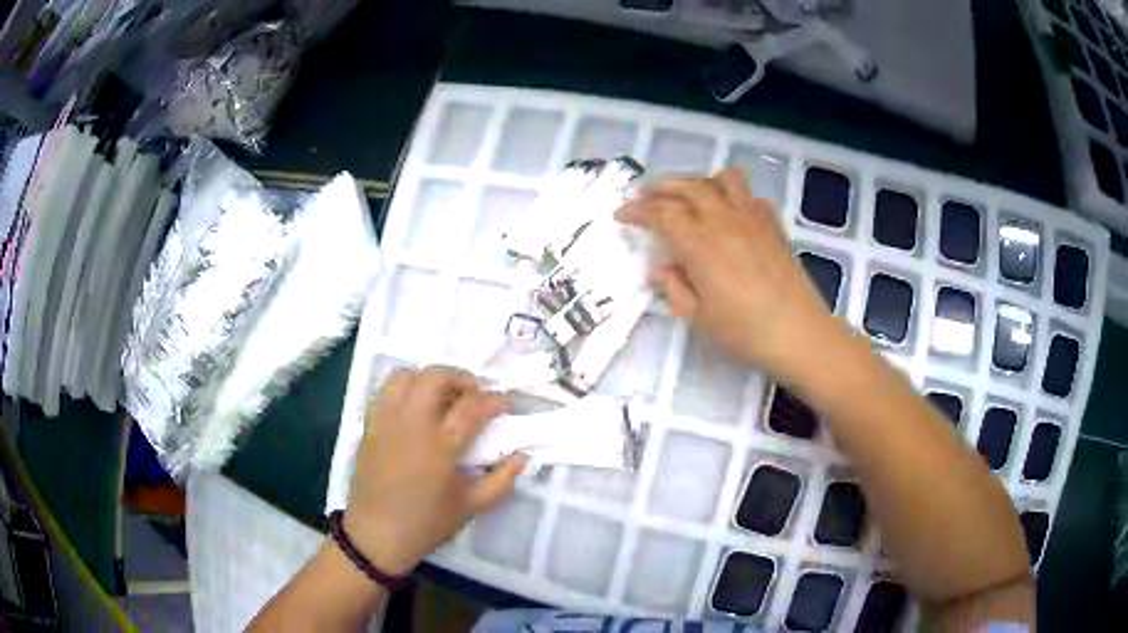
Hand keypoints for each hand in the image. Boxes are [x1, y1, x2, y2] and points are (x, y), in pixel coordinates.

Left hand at [343, 366, 527, 574]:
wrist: (377, 534)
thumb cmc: (427, 522)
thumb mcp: (471, 506)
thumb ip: (502, 480)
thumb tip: (522, 457)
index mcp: (440, 446)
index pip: (472, 406)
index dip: (494, 399)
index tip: (505, 403)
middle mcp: (412, 424)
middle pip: (436, 377)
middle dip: (462, 377)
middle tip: (475, 395)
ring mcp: (387, 421)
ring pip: (406, 376)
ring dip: (430, 378)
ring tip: (444, 397)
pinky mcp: (370, 425)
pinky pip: (386, 391)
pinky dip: (406, 389)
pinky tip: (417, 409)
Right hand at [616, 169, 839, 376]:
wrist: (799, 333)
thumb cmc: (745, 332)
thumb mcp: (700, 318)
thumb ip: (675, 289)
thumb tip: (661, 268)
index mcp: (700, 244)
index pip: (661, 215)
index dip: (637, 211)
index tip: (621, 214)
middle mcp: (724, 221)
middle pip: (688, 189)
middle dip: (661, 188)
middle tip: (644, 195)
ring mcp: (752, 218)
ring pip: (721, 181)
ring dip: (698, 182)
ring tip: (687, 194)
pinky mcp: (772, 225)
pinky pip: (750, 195)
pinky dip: (733, 194)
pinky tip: (729, 210)